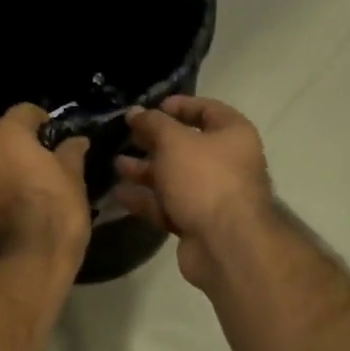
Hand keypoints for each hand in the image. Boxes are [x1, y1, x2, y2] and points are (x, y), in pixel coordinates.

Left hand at [0, 104, 91, 272]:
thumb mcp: (73, 182)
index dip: (39, 120)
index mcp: (5, 136)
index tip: (51, 134)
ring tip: (11, 187)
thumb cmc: (54, 216)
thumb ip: (71, 155)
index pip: (22, 112)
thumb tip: (76, 141)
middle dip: (1, 143)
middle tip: (25, 161)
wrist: (21, 268)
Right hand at [113, 95, 274, 288]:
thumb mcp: (174, 142)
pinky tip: (120, 194)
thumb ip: (153, 124)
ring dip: (145, 171)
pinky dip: (146, 199)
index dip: (180, 106)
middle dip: (154, 141)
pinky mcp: (197, 222)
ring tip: (116, 164)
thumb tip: (135, 112)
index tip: (151, 107)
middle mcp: (227, 162)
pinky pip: (168, 204)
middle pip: (186, 145)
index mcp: (233, 135)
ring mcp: (212, 195)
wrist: (226, 245)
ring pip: (174, 177)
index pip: (207, 110)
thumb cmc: (205, 180)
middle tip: (126, 135)